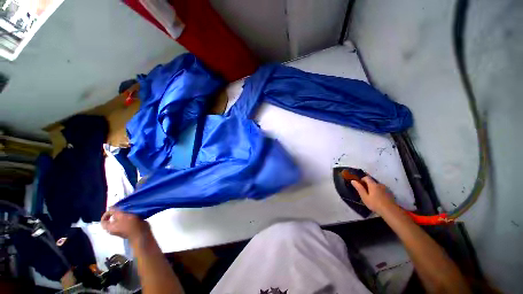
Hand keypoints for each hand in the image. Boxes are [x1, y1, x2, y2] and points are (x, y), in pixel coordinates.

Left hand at [101, 209, 149, 241]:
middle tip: (122, 209)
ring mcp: (122, 229)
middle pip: (112, 220)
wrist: (141, 232)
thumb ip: (115, 211)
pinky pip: (127, 221)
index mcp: (110, 228)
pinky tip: (134, 214)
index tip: (112, 210)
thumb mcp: (122, 216)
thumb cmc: (130, 225)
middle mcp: (114, 229)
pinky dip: (129, 217)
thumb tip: (111, 208)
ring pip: (120, 220)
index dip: (106, 214)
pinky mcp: (129, 228)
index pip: (103, 221)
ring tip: (129, 211)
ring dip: (124, 215)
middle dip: (116, 214)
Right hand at [351, 176, 396, 214]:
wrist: (390, 211)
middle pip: (372, 182)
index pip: (366, 177)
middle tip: (365, 193)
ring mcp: (386, 189)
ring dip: (374, 189)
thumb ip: (359, 188)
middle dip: (368, 185)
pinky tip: (379, 199)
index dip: (362, 179)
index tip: (360, 185)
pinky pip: (382, 190)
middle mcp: (380, 184)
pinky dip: (379, 192)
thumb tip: (353, 181)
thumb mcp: (364, 197)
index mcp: (373, 184)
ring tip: (372, 197)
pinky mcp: (390, 193)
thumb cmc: (375, 204)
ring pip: (378, 186)